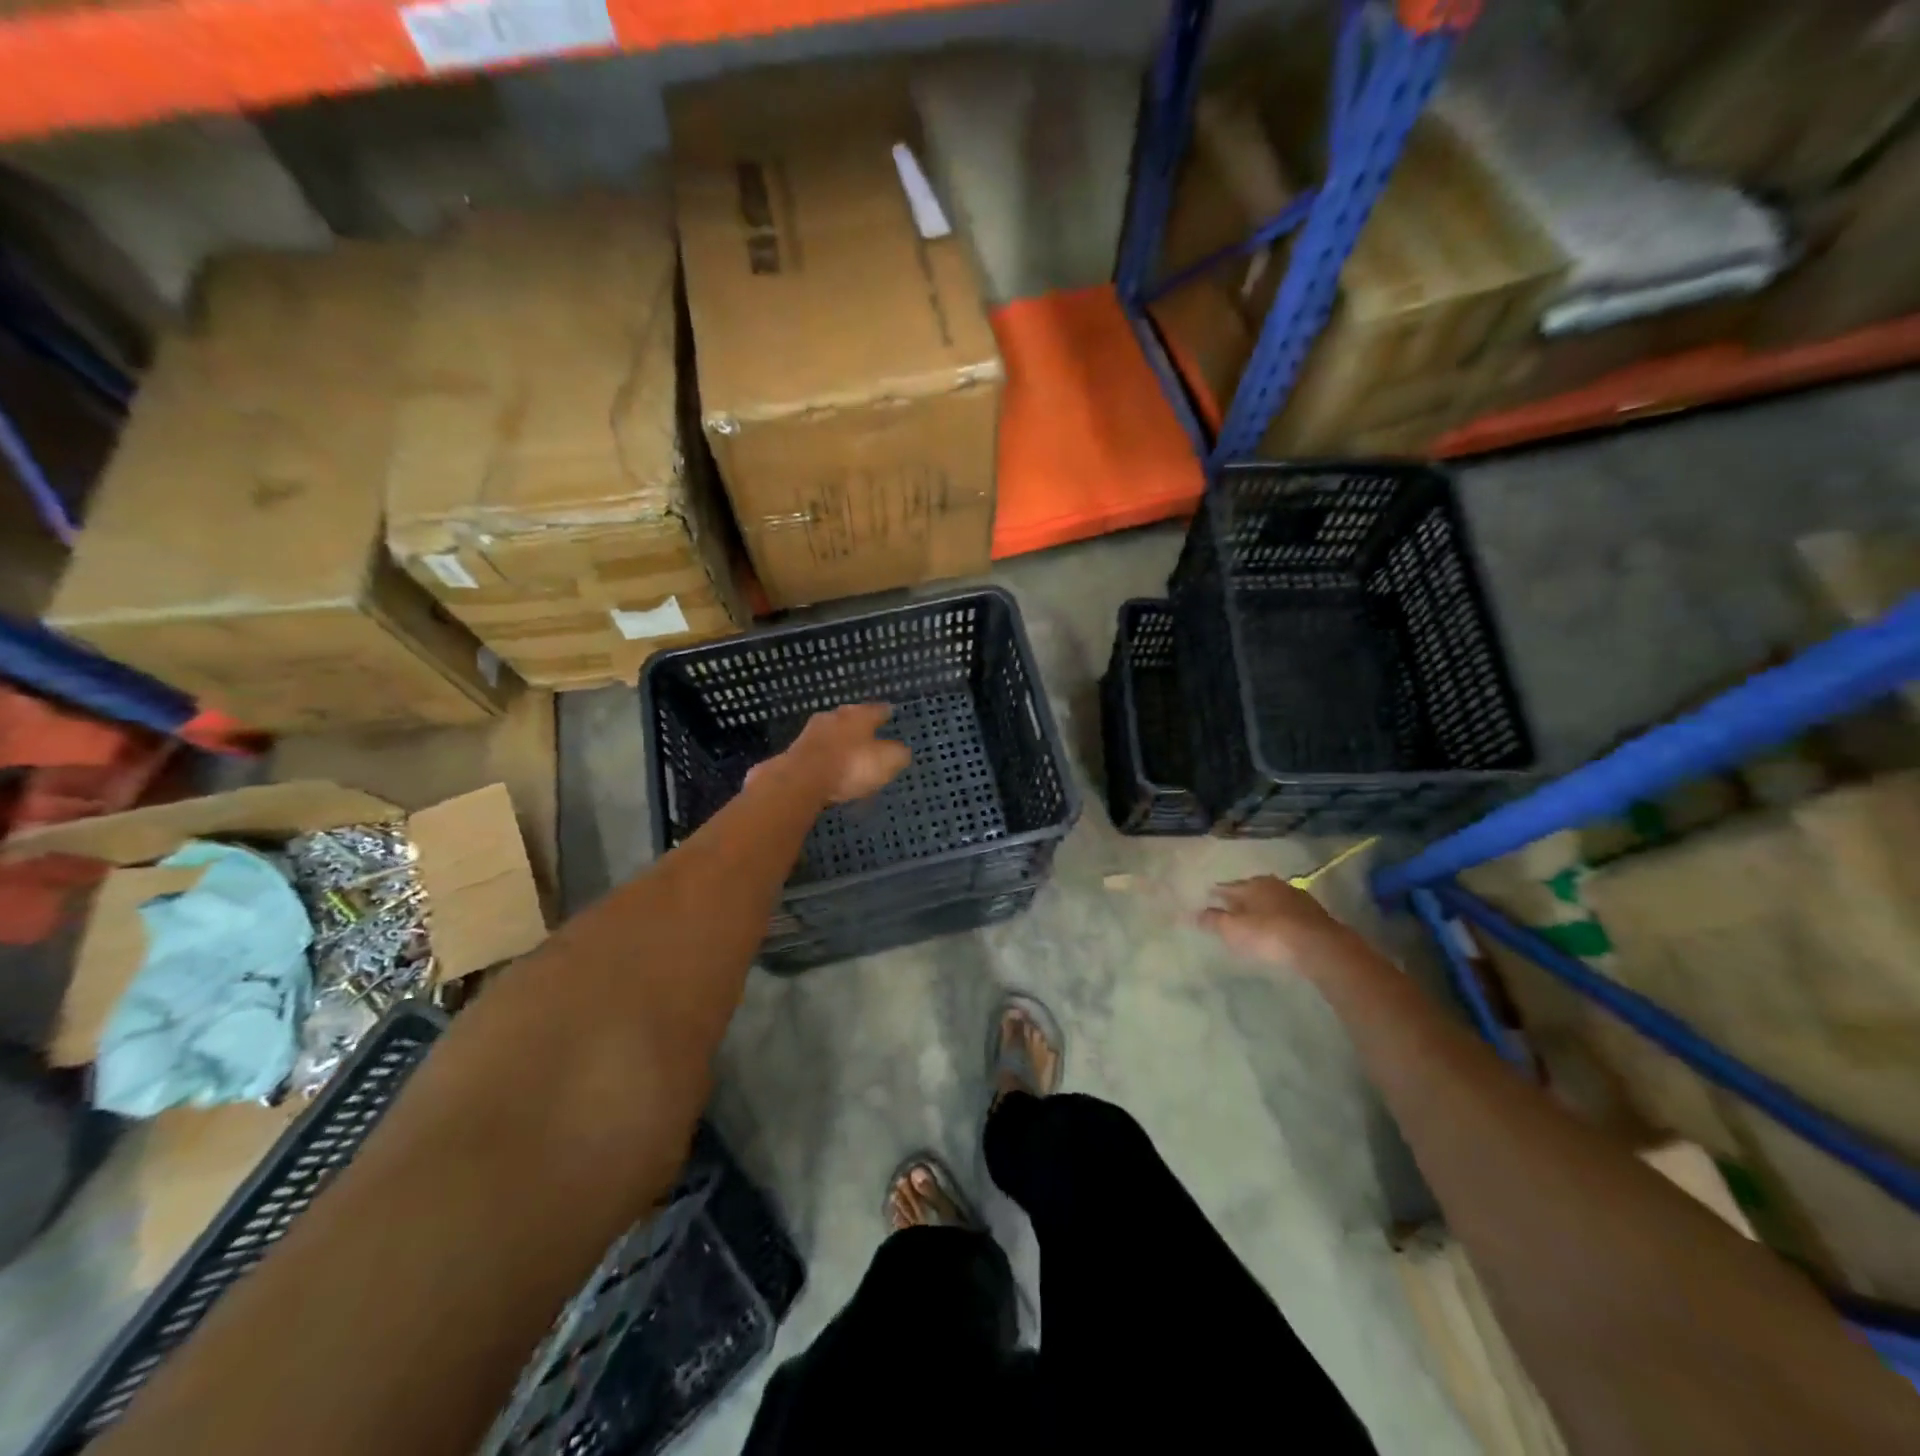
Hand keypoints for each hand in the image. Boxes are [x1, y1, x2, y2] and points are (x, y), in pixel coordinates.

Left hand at [781, 704, 911, 803]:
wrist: (802, 780)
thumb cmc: (851, 766)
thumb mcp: (887, 761)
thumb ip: (898, 754)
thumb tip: (902, 750)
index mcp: (859, 715)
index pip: (877, 710)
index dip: (885, 713)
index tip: (890, 712)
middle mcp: (835, 717)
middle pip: (850, 717)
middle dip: (859, 724)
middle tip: (868, 732)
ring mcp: (811, 733)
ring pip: (831, 733)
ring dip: (839, 741)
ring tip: (848, 751)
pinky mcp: (796, 752)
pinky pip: (818, 752)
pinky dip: (825, 757)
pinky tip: (829, 767)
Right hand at [1198, 876, 1357, 972]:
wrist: (1319, 946)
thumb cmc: (1269, 934)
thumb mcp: (1233, 929)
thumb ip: (1213, 920)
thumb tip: (1194, 914)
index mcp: (1252, 884)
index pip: (1227, 887)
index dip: (1215, 894)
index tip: (1207, 898)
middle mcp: (1273, 885)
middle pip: (1250, 891)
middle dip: (1240, 899)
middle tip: (1230, 910)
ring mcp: (1296, 897)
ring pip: (1271, 900)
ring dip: (1262, 909)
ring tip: (1254, 921)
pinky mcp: (1314, 914)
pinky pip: (1288, 913)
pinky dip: (1279, 918)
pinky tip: (1278, 929)